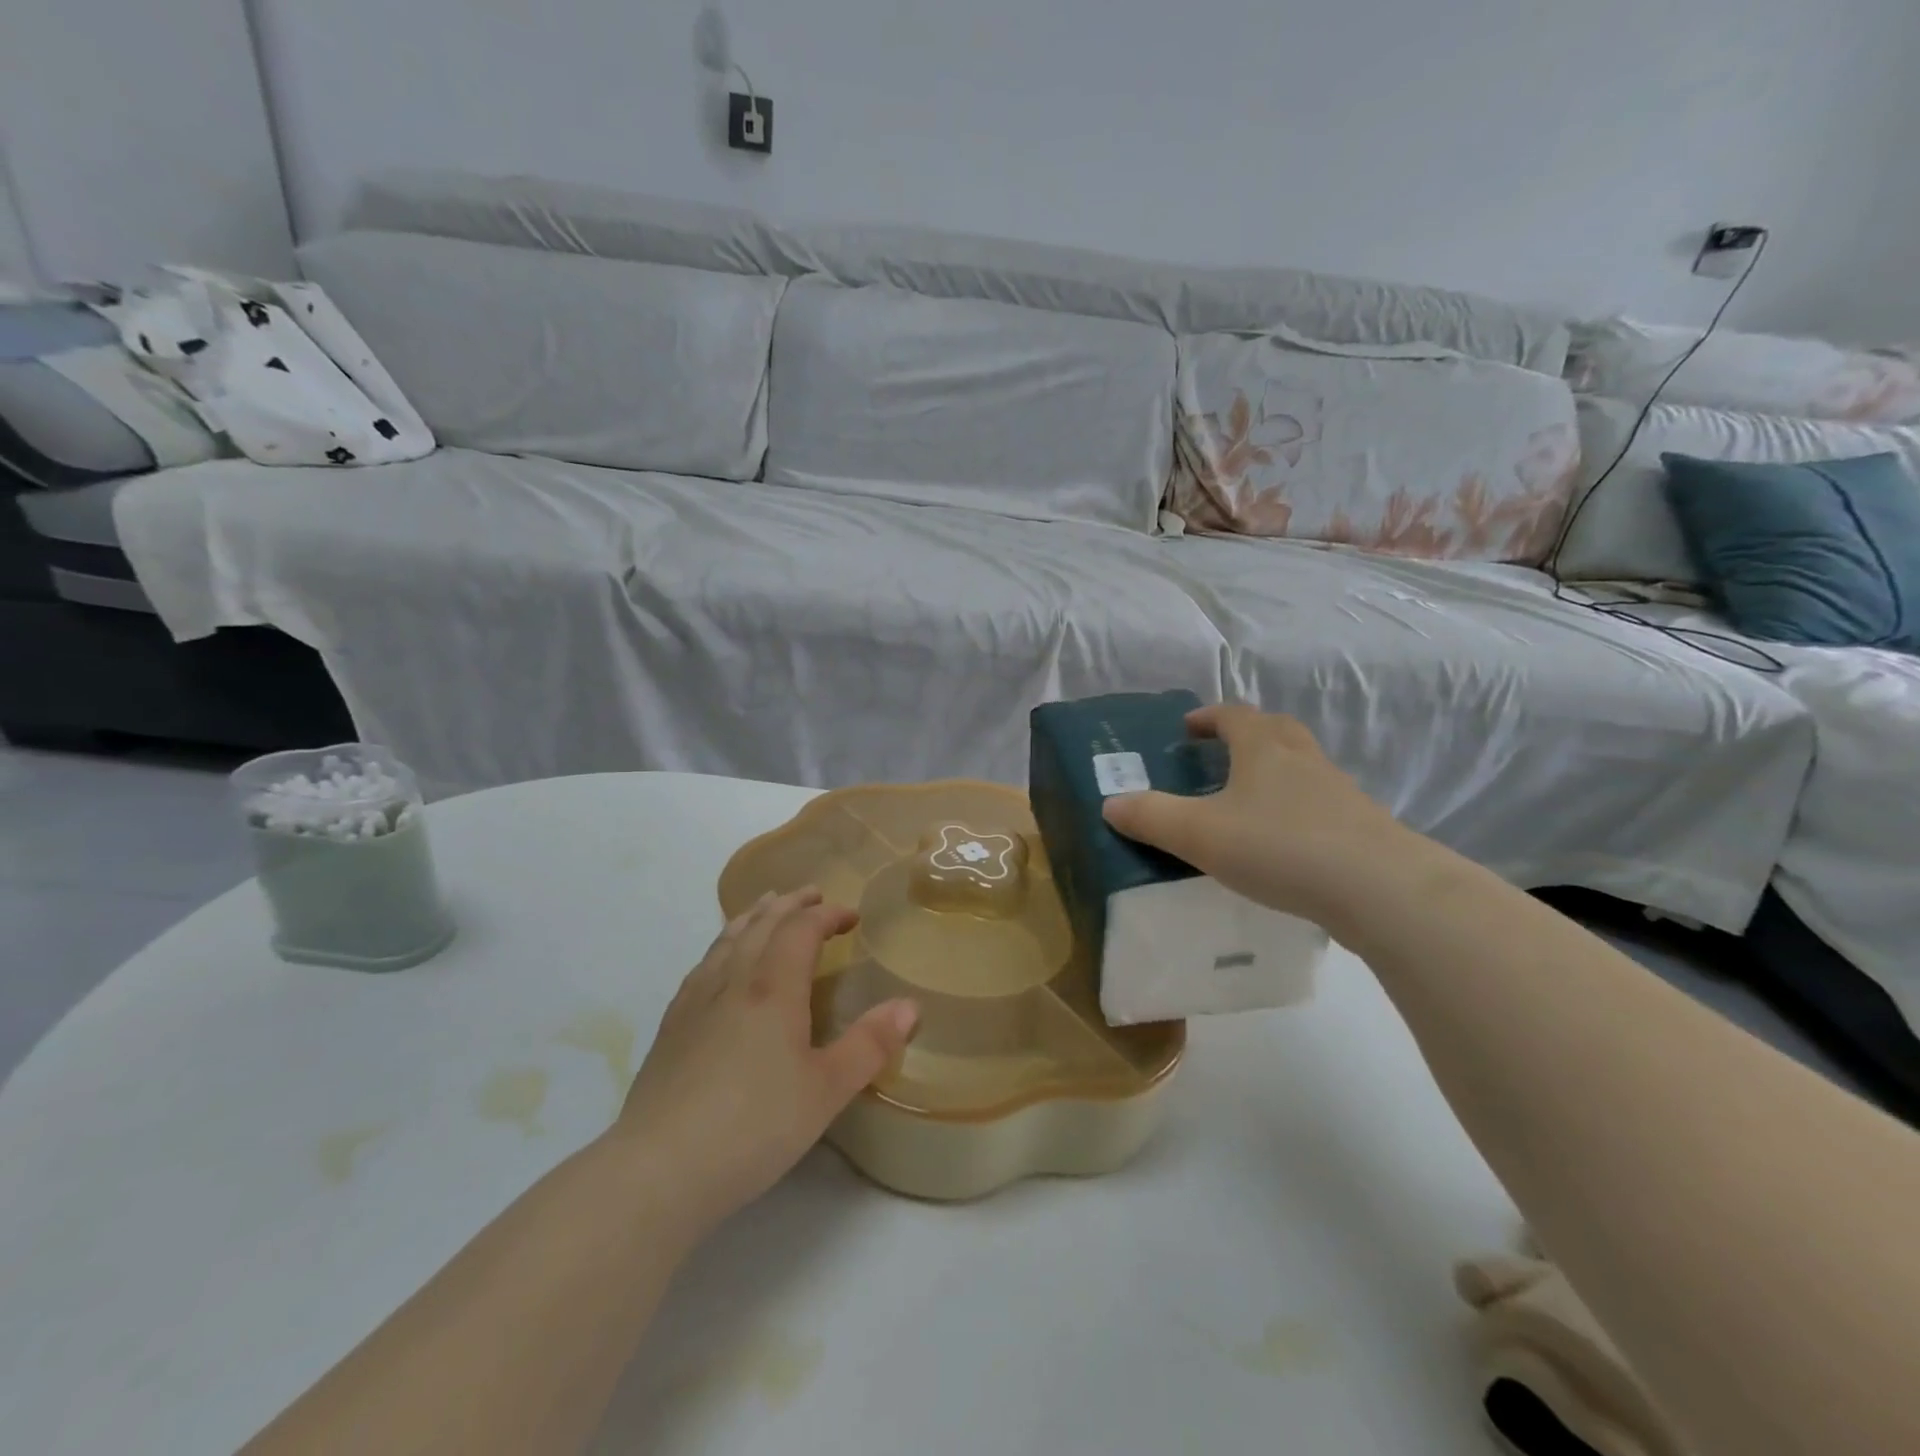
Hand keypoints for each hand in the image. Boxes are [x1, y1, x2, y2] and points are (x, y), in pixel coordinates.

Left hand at [612, 889, 917, 1230]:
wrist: (659, 1169)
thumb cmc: (753, 1126)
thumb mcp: (827, 1090)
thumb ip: (870, 1045)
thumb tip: (910, 1006)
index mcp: (773, 988)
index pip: (802, 929)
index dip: (828, 915)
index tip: (852, 917)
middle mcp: (733, 980)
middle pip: (762, 923)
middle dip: (790, 904)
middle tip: (812, 895)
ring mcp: (695, 1000)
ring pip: (727, 939)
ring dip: (753, 916)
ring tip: (766, 907)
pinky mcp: (671, 1026)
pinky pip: (702, 964)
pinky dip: (722, 945)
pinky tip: (720, 962)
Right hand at [1102, 704, 1406, 925]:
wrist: (1379, 888)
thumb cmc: (1280, 846)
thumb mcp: (1199, 833)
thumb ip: (1151, 817)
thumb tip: (1110, 804)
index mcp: (1263, 747)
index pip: (1233, 715)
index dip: (1208, 717)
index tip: (1187, 728)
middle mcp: (1302, 758)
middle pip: (1274, 730)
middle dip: (1245, 735)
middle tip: (1220, 754)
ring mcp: (1338, 791)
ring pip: (1300, 767)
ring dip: (1274, 772)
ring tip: (1247, 801)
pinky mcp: (1359, 827)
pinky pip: (1319, 804)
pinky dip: (1296, 810)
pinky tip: (1283, 843)